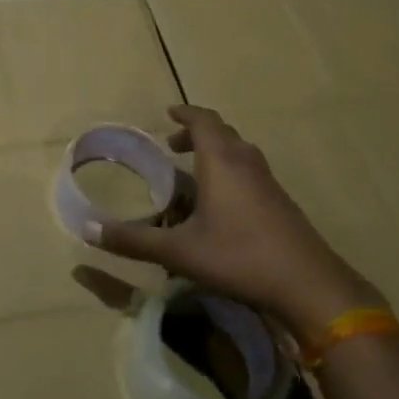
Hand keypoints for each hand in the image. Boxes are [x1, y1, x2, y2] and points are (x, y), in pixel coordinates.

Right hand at [86, 105, 381, 344]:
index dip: (185, 114)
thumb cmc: (240, 257)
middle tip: (172, 147)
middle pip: (223, 134)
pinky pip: (251, 174)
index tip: (168, 113)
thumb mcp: (179, 252)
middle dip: (196, 134)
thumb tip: (88, 230)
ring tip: (193, 174)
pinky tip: (220, 206)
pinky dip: (230, 174)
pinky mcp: (281, 204)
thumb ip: (133, 241)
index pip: (203, 122)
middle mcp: (247, 164)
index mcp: (222, 162)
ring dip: (215, 154)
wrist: (310, 286)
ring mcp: (269, 184)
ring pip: (240, 154)